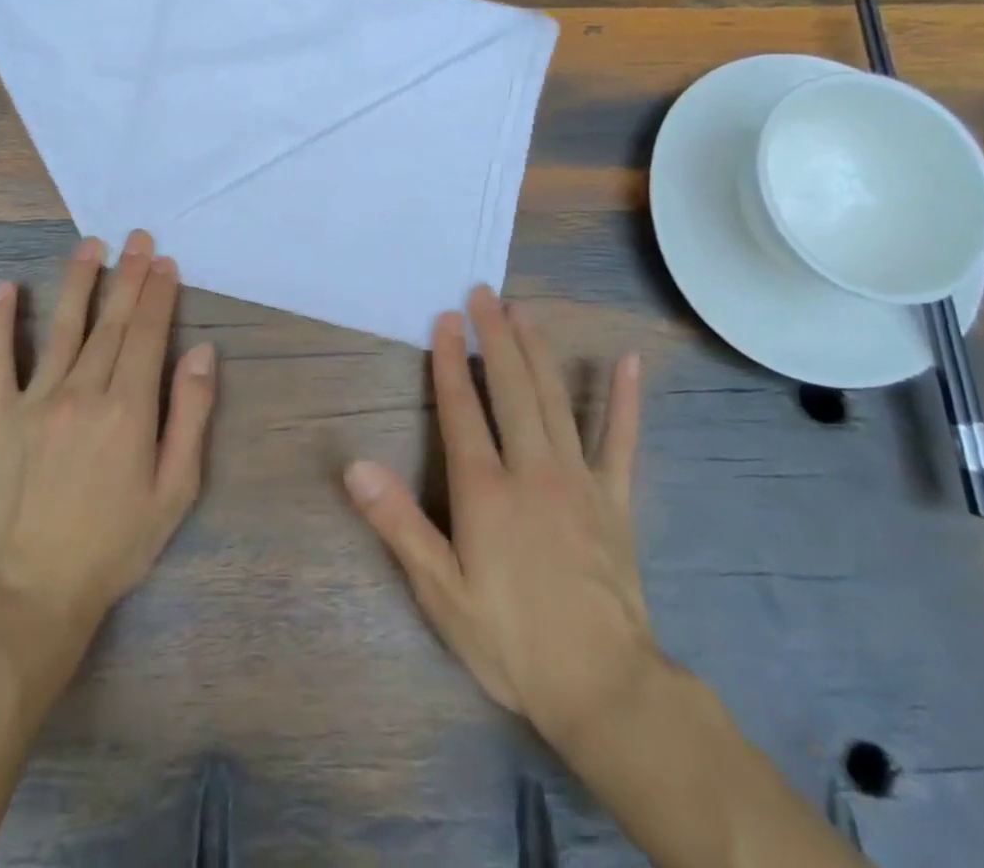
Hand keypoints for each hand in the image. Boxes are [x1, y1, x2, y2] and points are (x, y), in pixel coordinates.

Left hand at [0, 230, 215, 636]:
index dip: (158, 295)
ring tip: (90, 246)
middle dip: (128, 276)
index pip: (148, 334)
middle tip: (138, 239)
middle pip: (111, 322)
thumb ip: (192, 415)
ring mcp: (35, 400)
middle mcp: (83, 392)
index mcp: (129, 409)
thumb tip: (204, 352)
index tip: (165, 263)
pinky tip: (3, 287)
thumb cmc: (117, 542)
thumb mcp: (176, 489)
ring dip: (78, 283)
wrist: (36, 589)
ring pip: (62, 328)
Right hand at [345, 285, 651, 753]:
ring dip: (538, 351)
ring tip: (525, 312)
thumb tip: (354, 466)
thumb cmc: (511, 640)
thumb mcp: (441, 592)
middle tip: (485, 294)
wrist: (605, 689)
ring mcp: (579, 479)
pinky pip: (620, 440)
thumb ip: (399, 524)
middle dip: (495, 337)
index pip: (461, 408)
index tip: (446, 319)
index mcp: (486, 489)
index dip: (450, 360)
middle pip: (510, 388)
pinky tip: (629, 361)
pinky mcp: (615, 498)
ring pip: (555, 399)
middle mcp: (532, 469)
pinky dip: (625, 399)